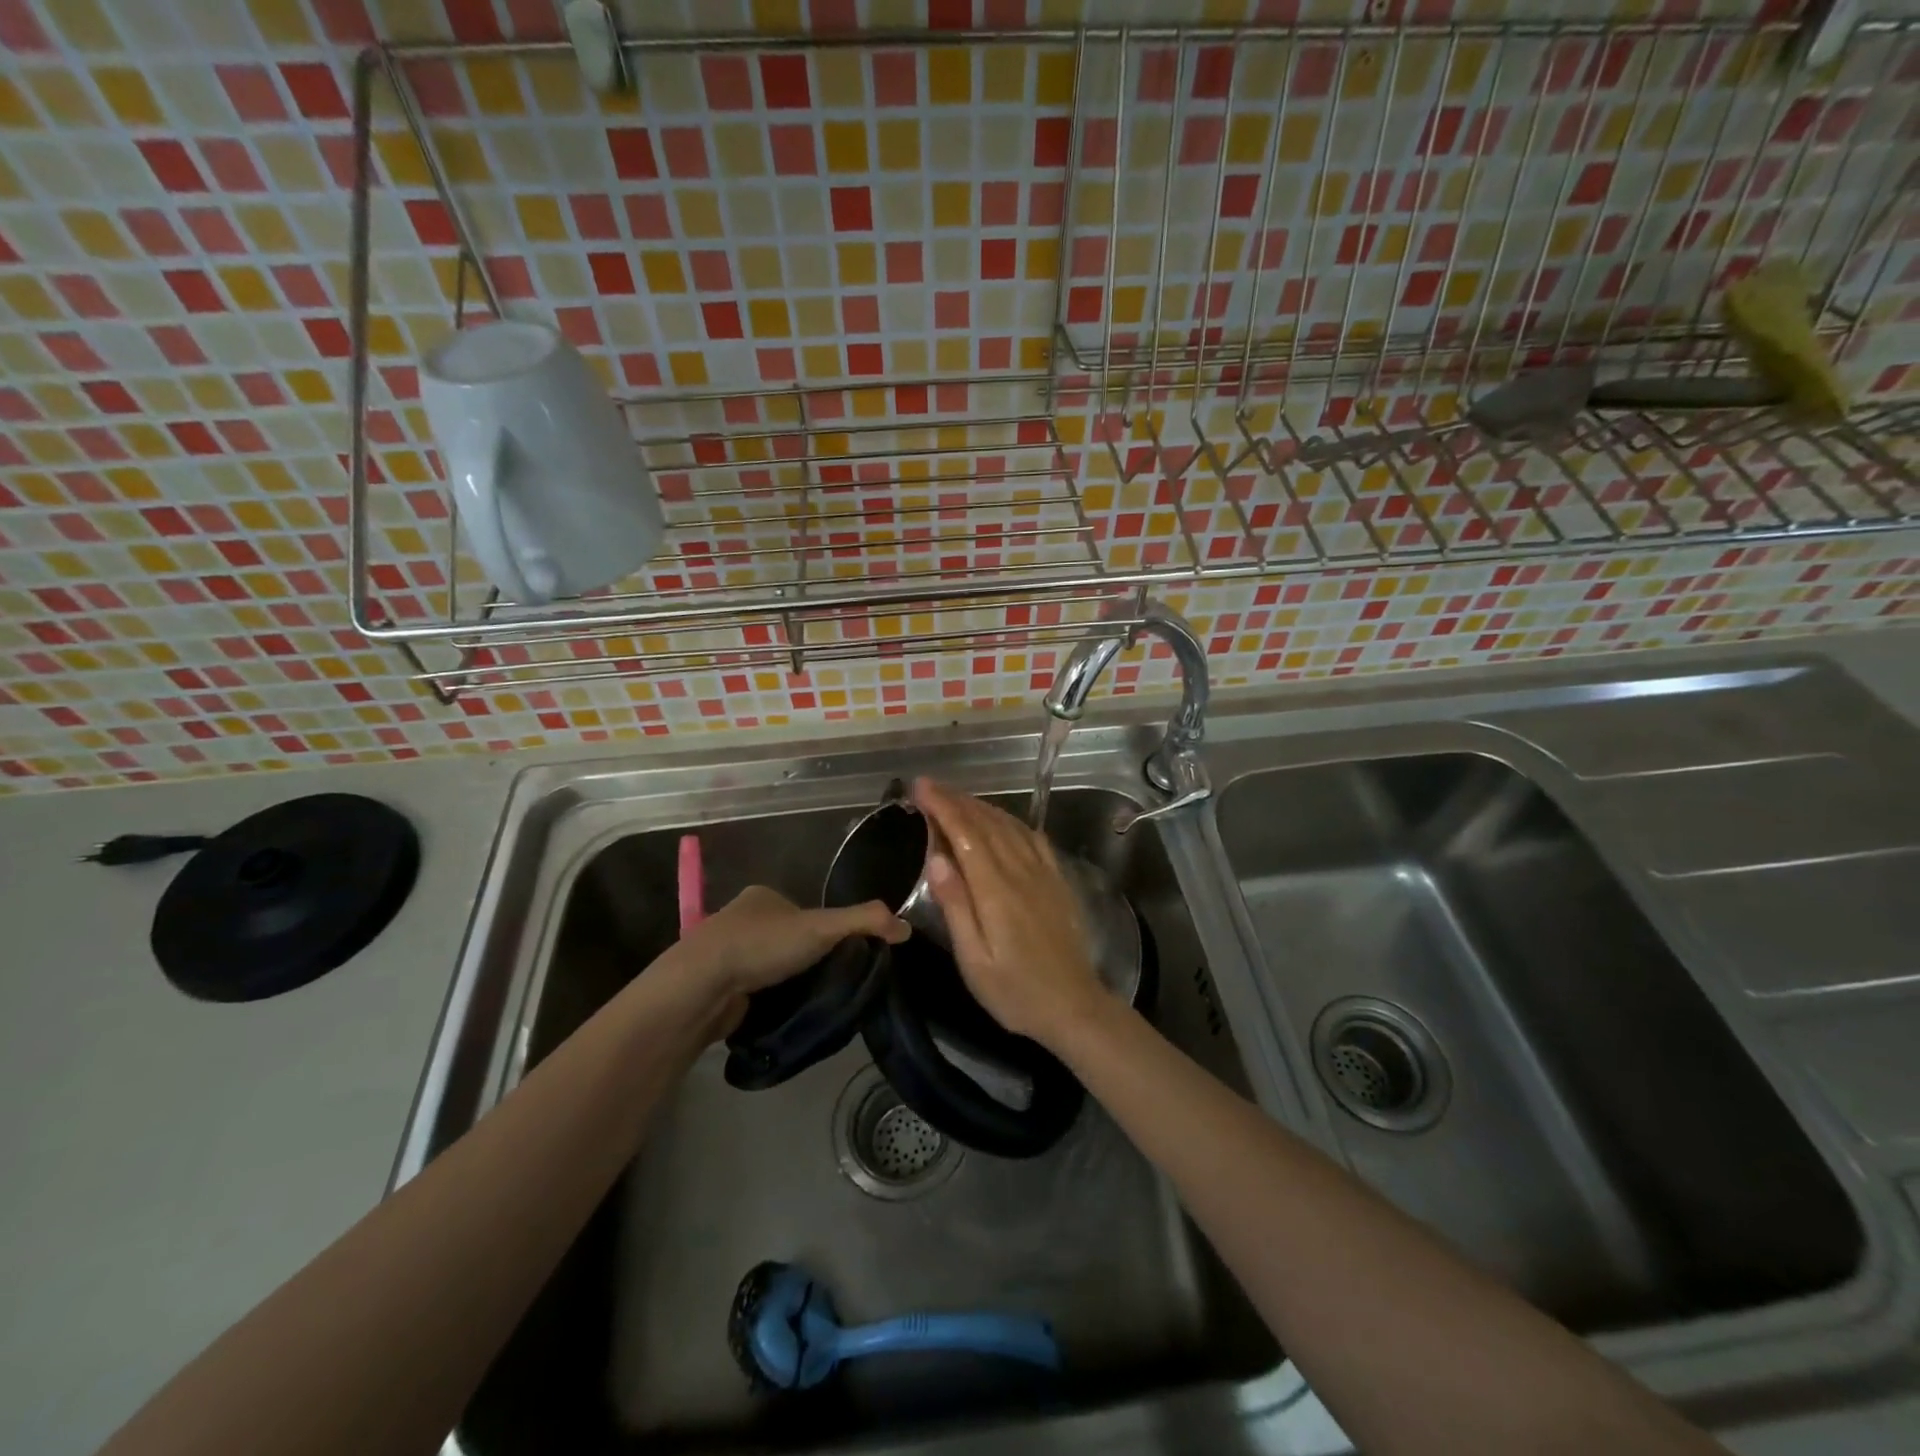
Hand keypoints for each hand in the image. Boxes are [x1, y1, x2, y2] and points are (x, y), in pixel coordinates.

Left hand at [679, 885, 908, 999]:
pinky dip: (768, 1000)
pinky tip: (782, 1013)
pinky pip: (753, 990)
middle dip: (807, 959)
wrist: (700, 987)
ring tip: (812, 1002)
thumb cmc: (761, 945)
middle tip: (832, 982)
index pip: (806, 911)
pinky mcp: (717, 986)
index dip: (828, 931)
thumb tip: (907, 928)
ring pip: (770, 966)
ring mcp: (725, 953)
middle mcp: (741, 918)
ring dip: (787, 981)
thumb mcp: (822, 927)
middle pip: (788, 938)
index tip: (844, 956)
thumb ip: (865, 922)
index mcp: (763, 896)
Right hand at [912, 778, 1108, 1047]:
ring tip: (956, 797)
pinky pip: (1033, 838)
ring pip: (1009, 826)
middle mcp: (1021, 871)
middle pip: (986, 822)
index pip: (965, 833)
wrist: (1074, 1006)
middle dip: (956, 800)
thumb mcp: (974, 960)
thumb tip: (936, 857)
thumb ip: (956, 906)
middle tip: (930, 786)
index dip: (941, 806)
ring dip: (981, 806)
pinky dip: (1011, 821)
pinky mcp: (1057, 881)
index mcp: (996, 889)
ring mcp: (1043, 873)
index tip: (920, 787)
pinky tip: (1001, 820)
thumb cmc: (1015, 991)